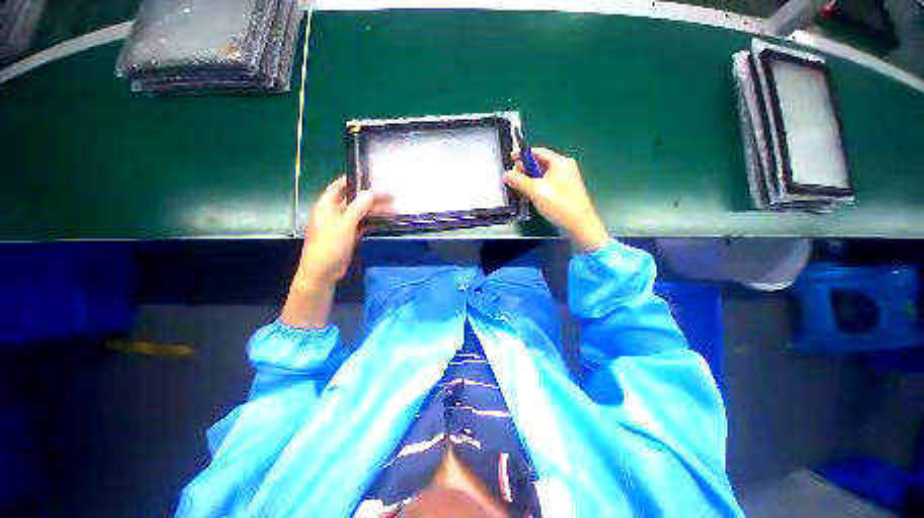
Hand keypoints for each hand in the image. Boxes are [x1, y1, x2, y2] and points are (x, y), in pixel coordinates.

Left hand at [296, 176, 391, 287]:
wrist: (323, 273)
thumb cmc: (329, 246)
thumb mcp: (344, 224)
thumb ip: (358, 207)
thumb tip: (371, 192)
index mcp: (326, 207)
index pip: (337, 187)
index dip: (350, 180)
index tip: (366, 175)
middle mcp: (333, 214)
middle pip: (353, 201)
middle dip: (370, 197)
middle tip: (389, 194)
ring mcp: (341, 226)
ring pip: (360, 214)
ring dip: (374, 211)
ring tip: (392, 208)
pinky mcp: (348, 237)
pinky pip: (362, 225)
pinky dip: (372, 222)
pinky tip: (384, 220)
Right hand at [504, 148, 610, 252]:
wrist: (579, 225)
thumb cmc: (559, 204)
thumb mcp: (536, 191)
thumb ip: (519, 181)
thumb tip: (505, 173)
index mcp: (560, 162)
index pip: (538, 152)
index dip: (523, 155)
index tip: (509, 159)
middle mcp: (563, 168)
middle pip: (539, 163)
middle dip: (524, 169)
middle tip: (510, 177)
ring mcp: (564, 181)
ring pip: (541, 176)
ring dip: (528, 180)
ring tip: (515, 187)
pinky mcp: (562, 192)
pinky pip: (545, 185)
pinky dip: (535, 188)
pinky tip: (526, 195)